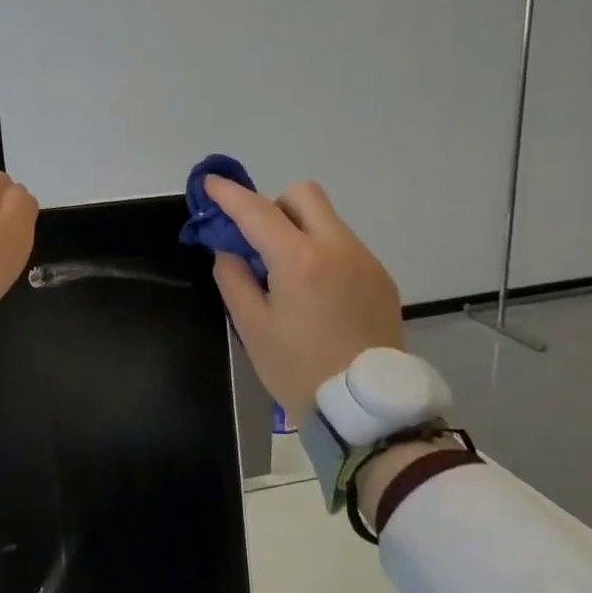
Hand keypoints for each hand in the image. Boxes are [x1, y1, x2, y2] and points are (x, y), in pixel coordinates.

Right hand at [206, 176, 404, 425]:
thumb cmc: (299, 370)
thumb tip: (229, 249)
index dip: (229, 194)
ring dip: (300, 230)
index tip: (210, 182)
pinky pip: (344, 247)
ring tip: (287, 275)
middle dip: (275, 205)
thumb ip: (233, 277)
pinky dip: (322, 253)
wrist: (367, 410)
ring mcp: (365, 261)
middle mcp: (337, 248)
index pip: (257, 211)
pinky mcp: (381, 278)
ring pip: (327, 221)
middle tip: (258, 239)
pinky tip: (316, 293)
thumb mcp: (252, 327)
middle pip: (304, 196)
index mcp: (299, 260)